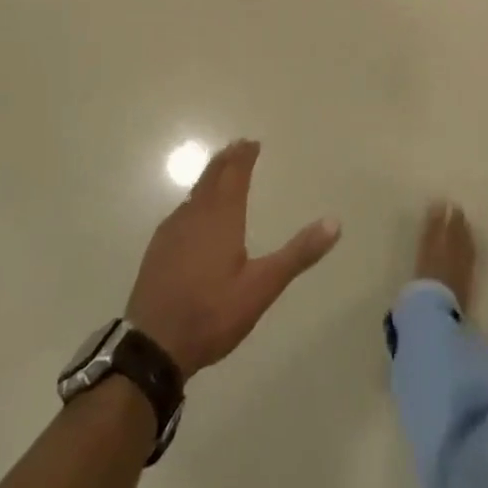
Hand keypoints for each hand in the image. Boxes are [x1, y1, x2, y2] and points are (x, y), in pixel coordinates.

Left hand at [125, 140, 340, 378]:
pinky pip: (181, 211)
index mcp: (222, 216)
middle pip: (212, 176)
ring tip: (220, 172)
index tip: (252, 142)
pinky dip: (194, 200)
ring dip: (210, 177)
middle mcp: (195, 214)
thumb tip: (334, 222)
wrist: (153, 345)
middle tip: (238, 146)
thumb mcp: (262, 286)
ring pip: (195, 192)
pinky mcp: (158, 249)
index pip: (235, 173)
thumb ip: (298, 254)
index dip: (244, 156)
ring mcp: (172, 230)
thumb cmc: (212, 312)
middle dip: (227, 159)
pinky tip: (194, 214)